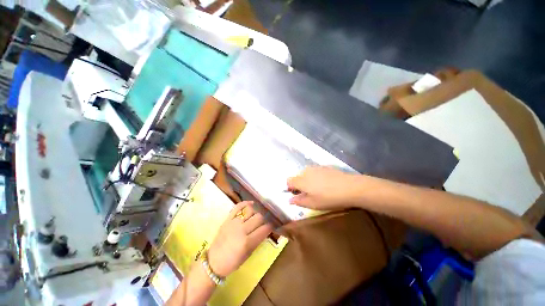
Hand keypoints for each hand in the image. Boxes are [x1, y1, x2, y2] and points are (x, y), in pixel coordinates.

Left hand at [207, 201, 272, 277]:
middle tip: (266, 220)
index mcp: (246, 242)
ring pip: (250, 210)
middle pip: (259, 217)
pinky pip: (238, 207)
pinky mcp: (227, 219)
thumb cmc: (233, 261)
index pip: (264, 229)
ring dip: (257, 211)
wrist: (213, 261)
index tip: (272, 225)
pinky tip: (251, 204)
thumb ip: (258, 240)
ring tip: (259, 213)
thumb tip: (266, 229)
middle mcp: (241, 230)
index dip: (270, 226)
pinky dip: (245, 203)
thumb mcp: (248, 254)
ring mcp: (233, 222)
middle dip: (265, 218)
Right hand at [287, 166, 358, 209]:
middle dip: (299, 185)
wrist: (350, 187)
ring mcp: (316, 167)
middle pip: (297, 177)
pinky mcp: (325, 167)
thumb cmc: (329, 198)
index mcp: (301, 180)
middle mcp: (306, 171)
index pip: (288, 181)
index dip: (290, 188)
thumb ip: (299, 201)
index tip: (297, 195)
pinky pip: (315, 171)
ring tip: (318, 189)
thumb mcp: (313, 204)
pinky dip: (316, 177)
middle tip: (309, 194)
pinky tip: (326, 183)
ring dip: (308, 181)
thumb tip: (290, 200)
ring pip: (306, 174)